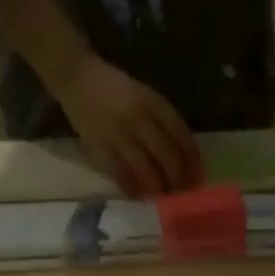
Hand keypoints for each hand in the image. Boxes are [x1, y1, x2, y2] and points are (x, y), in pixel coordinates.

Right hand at [55, 56, 201, 197]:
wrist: (76, 77)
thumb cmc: (115, 88)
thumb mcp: (144, 95)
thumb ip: (161, 119)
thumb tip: (182, 154)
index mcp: (151, 102)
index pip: (179, 133)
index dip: (191, 157)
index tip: (198, 174)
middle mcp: (137, 117)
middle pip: (165, 154)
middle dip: (178, 177)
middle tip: (184, 192)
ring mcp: (118, 133)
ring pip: (145, 167)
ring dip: (158, 186)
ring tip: (165, 198)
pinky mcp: (99, 146)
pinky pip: (119, 173)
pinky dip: (131, 187)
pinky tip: (139, 196)